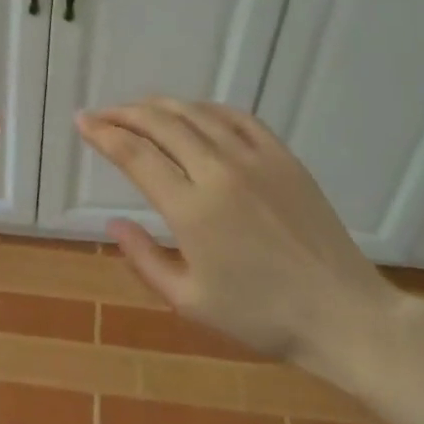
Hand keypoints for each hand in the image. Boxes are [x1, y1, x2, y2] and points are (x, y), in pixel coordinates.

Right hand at [77, 99, 409, 388]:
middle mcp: (219, 172)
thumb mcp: (190, 302)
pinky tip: (193, 112)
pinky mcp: (283, 157)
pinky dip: (206, 108)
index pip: (135, 155)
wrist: (342, 313)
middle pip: (160, 124)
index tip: (82, 122)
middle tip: (102, 114)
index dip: (103, 134)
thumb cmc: (261, 317)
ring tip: (138, 109)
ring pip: (196, 113)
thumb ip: (145, 260)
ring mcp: (255, 159)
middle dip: (124, 113)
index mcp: (192, 210)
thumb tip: (113, 223)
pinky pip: (237, 117)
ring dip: (160, 106)